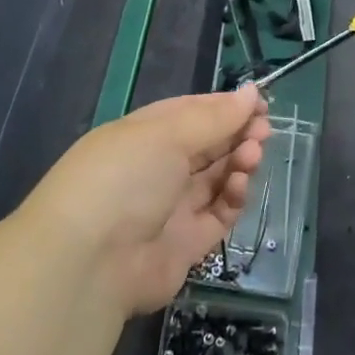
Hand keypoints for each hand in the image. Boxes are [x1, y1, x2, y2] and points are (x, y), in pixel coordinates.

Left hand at [18, 86, 271, 316]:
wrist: (91, 262)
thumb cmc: (123, 179)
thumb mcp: (166, 135)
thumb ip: (214, 117)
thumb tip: (251, 92)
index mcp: (142, 135)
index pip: (190, 114)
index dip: (225, 107)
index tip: (259, 103)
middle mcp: (156, 169)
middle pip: (207, 146)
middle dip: (237, 134)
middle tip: (264, 130)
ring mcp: (171, 208)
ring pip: (216, 179)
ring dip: (238, 162)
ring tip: (252, 155)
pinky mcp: (187, 244)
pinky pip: (218, 214)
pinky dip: (233, 198)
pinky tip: (239, 185)